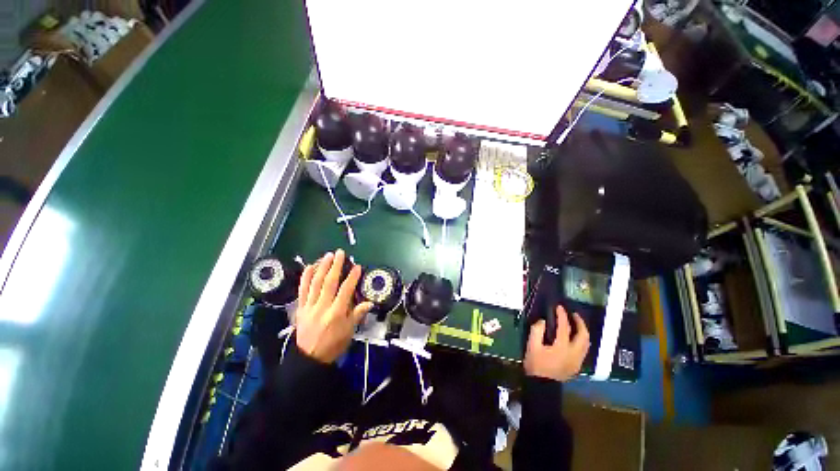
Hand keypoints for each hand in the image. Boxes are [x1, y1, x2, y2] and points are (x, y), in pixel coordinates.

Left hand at [295, 250, 372, 362]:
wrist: (309, 358)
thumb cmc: (334, 344)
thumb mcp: (349, 331)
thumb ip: (358, 314)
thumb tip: (370, 302)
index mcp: (336, 313)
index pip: (345, 290)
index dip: (352, 277)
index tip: (357, 266)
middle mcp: (322, 307)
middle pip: (329, 282)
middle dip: (335, 266)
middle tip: (340, 253)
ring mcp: (309, 306)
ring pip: (315, 283)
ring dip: (322, 267)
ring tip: (327, 255)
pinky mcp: (300, 308)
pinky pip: (302, 290)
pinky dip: (306, 277)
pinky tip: (310, 267)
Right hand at [524, 305, 589, 381]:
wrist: (543, 386)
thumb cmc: (536, 365)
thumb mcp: (532, 346)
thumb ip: (537, 331)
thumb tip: (543, 321)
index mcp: (562, 347)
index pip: (565, 327)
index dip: (562, 315)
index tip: (559, 307)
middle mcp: (574, 353)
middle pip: (583, 335)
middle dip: (580, 323)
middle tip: (573, 314)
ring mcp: (577, 360)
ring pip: (586, 343)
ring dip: (583, 331)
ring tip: (576, 324)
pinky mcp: (577, 365)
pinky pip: (583, 349)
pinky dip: (581, 340)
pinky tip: (574, 338)